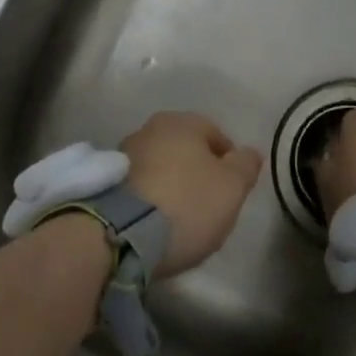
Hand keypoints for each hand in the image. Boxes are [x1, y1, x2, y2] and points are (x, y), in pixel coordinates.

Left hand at [121, 112, 263, 276]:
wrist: (121, 233)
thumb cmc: (187, 203)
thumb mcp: (232, 187)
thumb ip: (246, 166)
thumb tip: (250, 152)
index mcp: (183, 122)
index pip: (217, 135)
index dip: (229, 163)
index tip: (232, 192)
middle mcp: (151, 128)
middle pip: (185, 149)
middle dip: (197, 173)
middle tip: (207, 206)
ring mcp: (123, 153)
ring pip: (160, 166)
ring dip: (170, 184)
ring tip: (178, 219)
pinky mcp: (105, 181)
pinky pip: (139, 186)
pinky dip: (149, 198)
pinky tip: (154, 222)